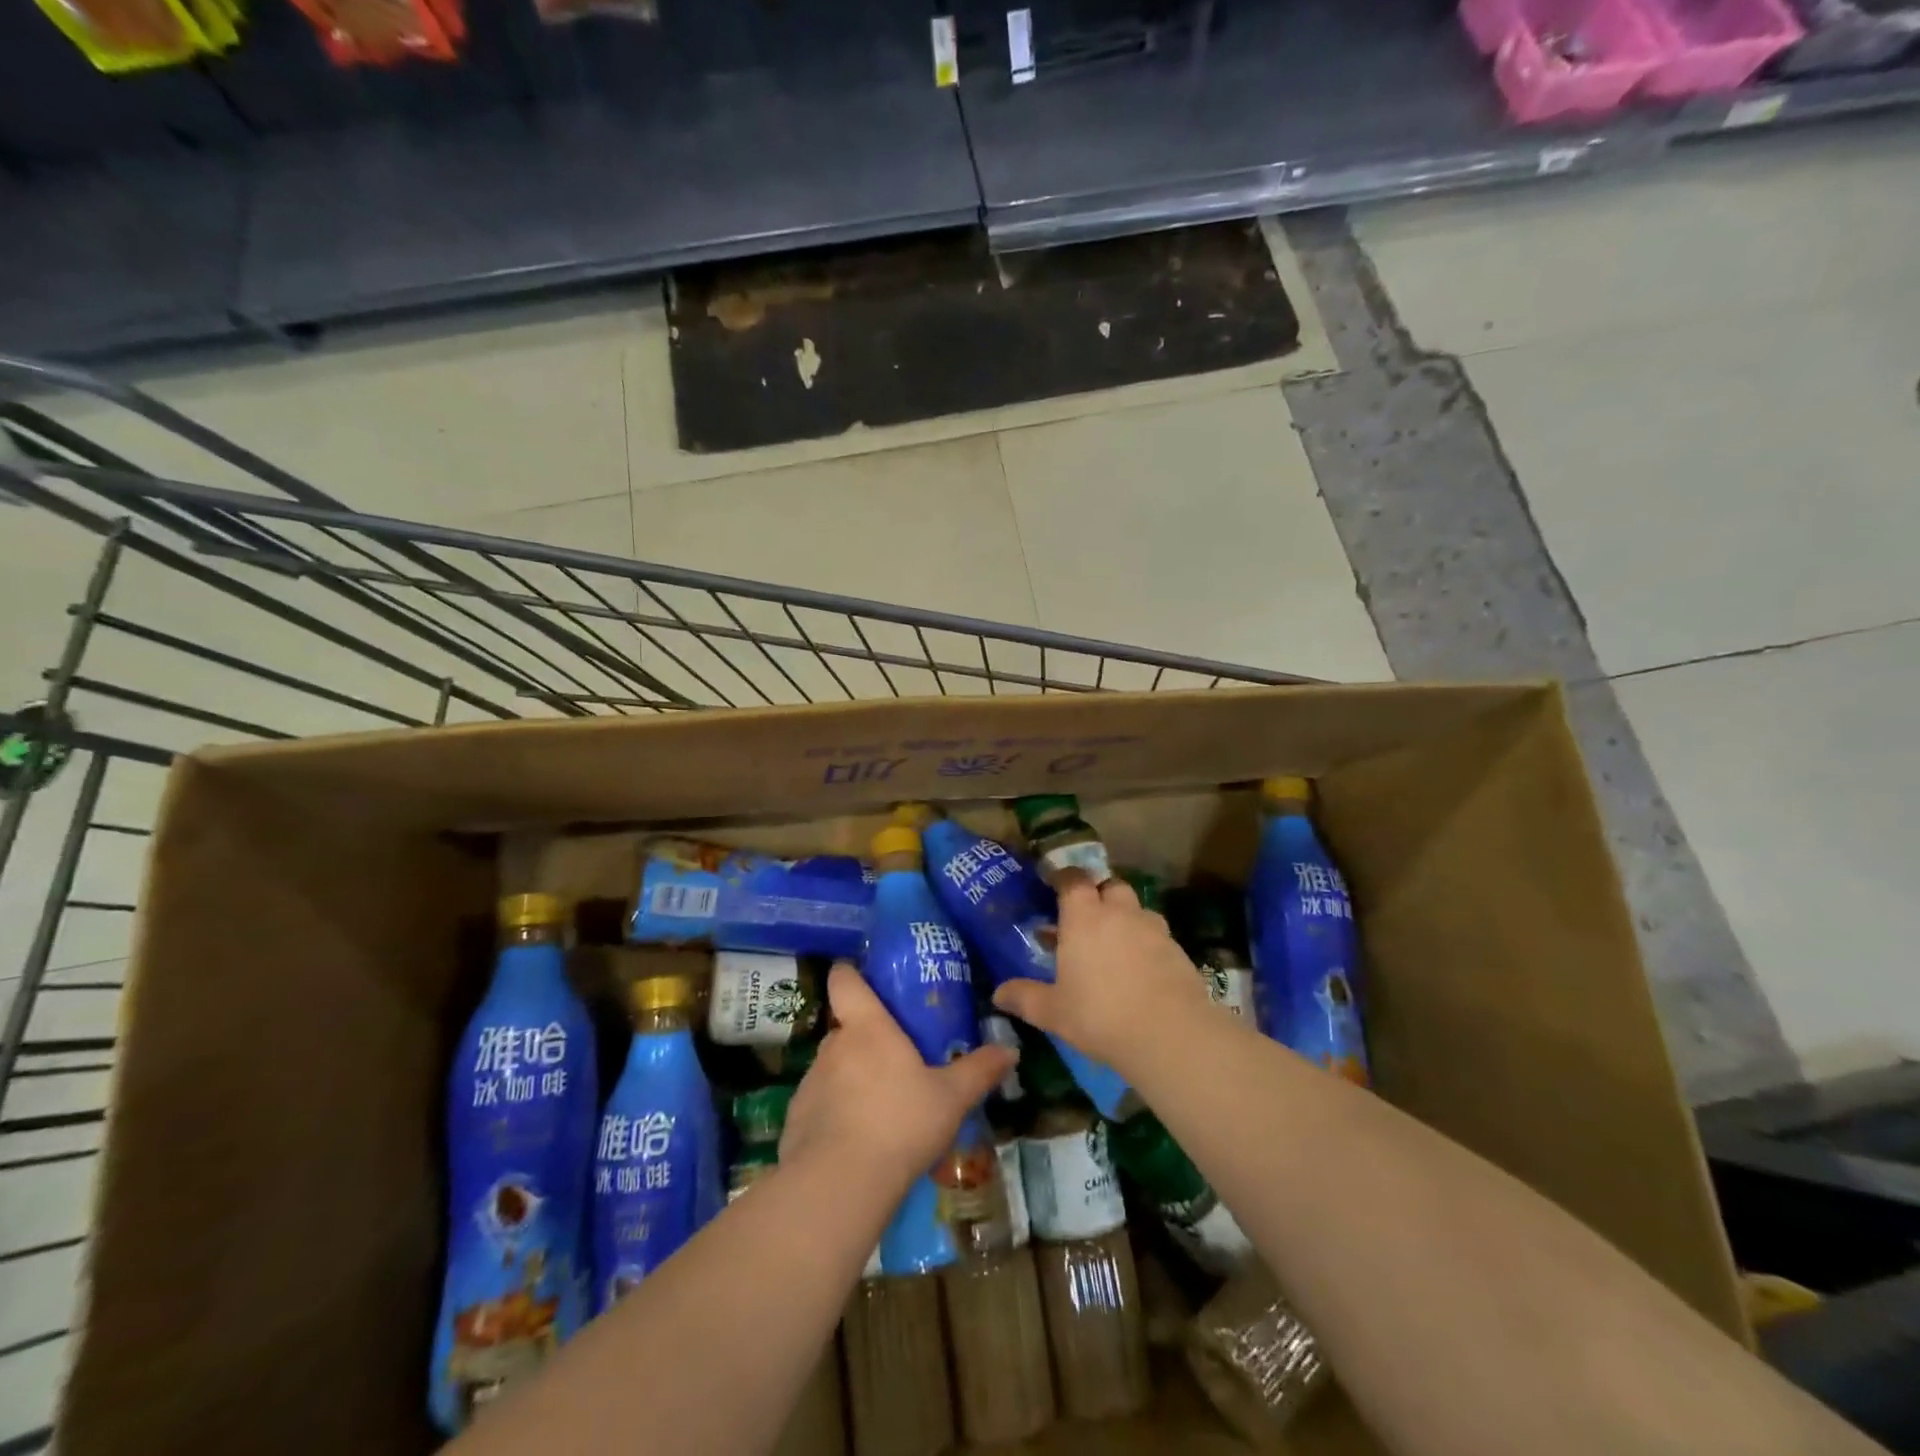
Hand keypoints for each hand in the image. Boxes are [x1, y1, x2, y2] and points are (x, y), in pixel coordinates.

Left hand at [781, 964, 1014, 1197]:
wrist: (840, 1184)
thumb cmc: (900, 1123)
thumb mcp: (951, 1098)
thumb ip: (979, 1071)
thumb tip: (1011, 1050)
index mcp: (867, 1027)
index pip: (845, 980)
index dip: (851, 974)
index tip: (863, 978)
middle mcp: (833, 1045)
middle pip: (844, 1027)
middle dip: (865, 1039)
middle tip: (894, 1059)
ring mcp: (809, 1082)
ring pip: (832, 1067)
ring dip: (850, 1078)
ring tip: (879, 1106)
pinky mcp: (795, 1119)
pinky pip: (819, 1105)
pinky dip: (834, 1114)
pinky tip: (856, 1142)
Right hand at [992, 871, 1211, 1072]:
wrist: (1169, 1034)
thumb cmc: (1100, 1015)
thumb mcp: (1053, 1011)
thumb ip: (1024, 997)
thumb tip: (997, 993)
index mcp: (1084, 917)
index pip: (1074, 879)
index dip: (1064, 877)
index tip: (1054, 883)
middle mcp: (1119, 913)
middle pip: (1110, 886)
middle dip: (1098, 894)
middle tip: (1085, 916)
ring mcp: (1153, 929)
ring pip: (1136, 909)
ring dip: (1124, 917)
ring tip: (1114, 944)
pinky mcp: (1177, 950)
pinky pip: (1157, 935)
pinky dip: (1146, 943)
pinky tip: (1140, 969)